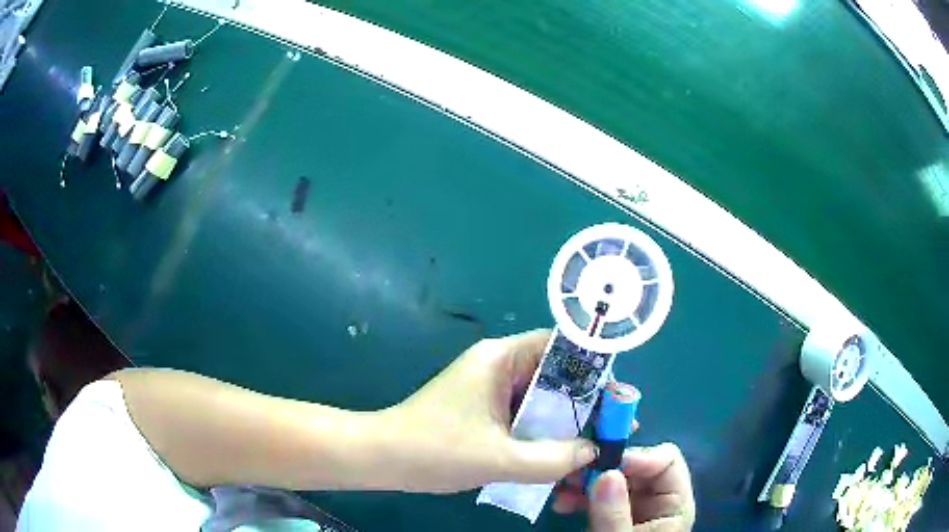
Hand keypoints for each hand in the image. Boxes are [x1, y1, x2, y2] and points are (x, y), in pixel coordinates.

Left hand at [375, 330, 596, 492]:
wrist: (381, 458)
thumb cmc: (435, 450)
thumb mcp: (500, 459)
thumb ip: (553, 458)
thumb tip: (594, 451)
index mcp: (501, 358)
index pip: (561, 346)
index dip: (594, 367)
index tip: (618, 395)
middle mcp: (497, 365)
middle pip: (555, 373)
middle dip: (586, 399)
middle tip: (615, 425)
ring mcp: (488, 387)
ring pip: (540, 397)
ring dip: (566, 419)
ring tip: (596, 441)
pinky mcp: (482, 408)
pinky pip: (523, 413)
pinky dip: (543, 430)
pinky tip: (561, 451)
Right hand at [553, 444, 695, 530]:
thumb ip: (615, 513)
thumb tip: (607, 472)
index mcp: (674, 504)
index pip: (667, 461)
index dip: (638, 457)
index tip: (603, 463)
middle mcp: (658, 500)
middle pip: (638, 468)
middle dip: (604, 467)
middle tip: (572, 472)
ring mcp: (636, 507)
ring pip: (615, 480)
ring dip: (587, 481)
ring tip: (561, 489)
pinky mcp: (615, 515)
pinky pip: (599, 496)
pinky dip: (581, 495)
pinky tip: (562, 503)